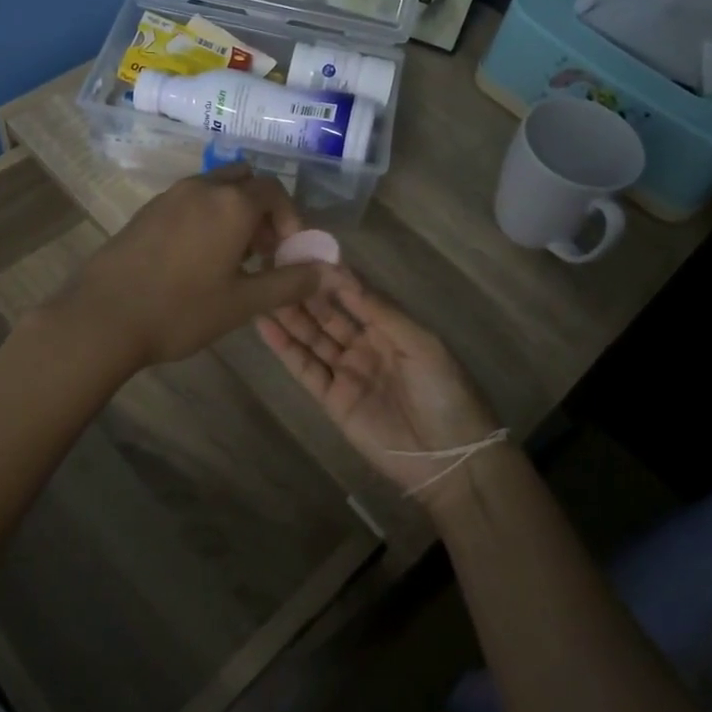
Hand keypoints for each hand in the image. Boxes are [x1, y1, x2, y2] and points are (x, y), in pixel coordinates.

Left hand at [51, 166, 332, 368]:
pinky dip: (205, 215)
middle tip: (262, 252)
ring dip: (233, 211)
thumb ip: (290, 283)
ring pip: (215, 188)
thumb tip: (329, 271)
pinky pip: (189, 199)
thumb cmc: (181, 310)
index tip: (287, 252)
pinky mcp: (147, 209)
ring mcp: (170, 195)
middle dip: (262, 210)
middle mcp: (203, 187)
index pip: (275, 192)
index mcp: (232, 204)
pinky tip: (195, 258)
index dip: (290, 219)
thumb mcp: (243, 302)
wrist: (102, 316)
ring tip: (231, 258)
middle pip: (245, 181)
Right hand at [256, 271, 499, 505]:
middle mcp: (364, 345)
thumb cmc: (444, 392)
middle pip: (328, 314)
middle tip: (273, 266)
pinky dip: (285, 348)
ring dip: (288, 315)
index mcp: (390, 328)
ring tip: (261, 289)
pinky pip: (305, 368)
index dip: (331, 276)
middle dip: (303, 292)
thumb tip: (344, 278)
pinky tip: (265, 325)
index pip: (354, 295)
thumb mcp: (422, 344)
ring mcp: (346, 372)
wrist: (449, 458)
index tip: (303, 252)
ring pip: (311, 337)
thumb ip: (381, 312)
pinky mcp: (332, 399)